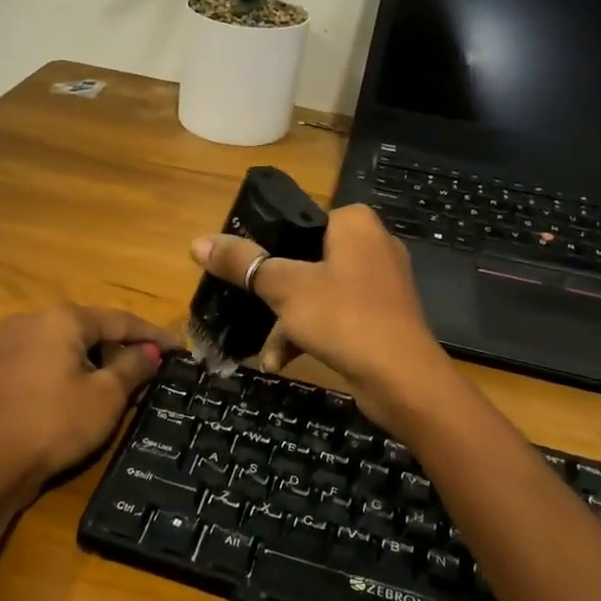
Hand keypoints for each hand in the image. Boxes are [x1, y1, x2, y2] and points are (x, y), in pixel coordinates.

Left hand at [0, 304, 175, 509]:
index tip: (179, 348)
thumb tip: (151, 351)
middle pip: (86, 329)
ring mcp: (1, 345)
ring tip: (107, 387)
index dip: (153, 335)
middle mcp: (29, 320)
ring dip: (86, 361)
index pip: (119, 320)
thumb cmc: (56, 425)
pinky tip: (65, 398)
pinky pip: (33, 363)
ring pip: (57, 345)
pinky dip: (56, 373)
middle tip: (144, 372)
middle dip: (117, 348)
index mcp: (61, 319)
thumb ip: (133, 366)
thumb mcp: (106, 397)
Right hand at [190, 205, 454, 428]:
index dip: (267, 243)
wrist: (402, 380)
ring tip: (264, 351)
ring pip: (317, 293)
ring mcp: (380, 285)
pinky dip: (309, 335)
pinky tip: (281, 363)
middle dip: (272, 292)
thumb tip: (197, 242)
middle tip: (246, 307)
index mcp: (355, 224)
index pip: (301, 220)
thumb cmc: (343, 317)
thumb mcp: (283, 287)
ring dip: (286, 323)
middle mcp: (372, 246)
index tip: (241, 268)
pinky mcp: (382, 319)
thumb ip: (242, 262)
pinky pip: (335, 318)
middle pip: (305, 260)